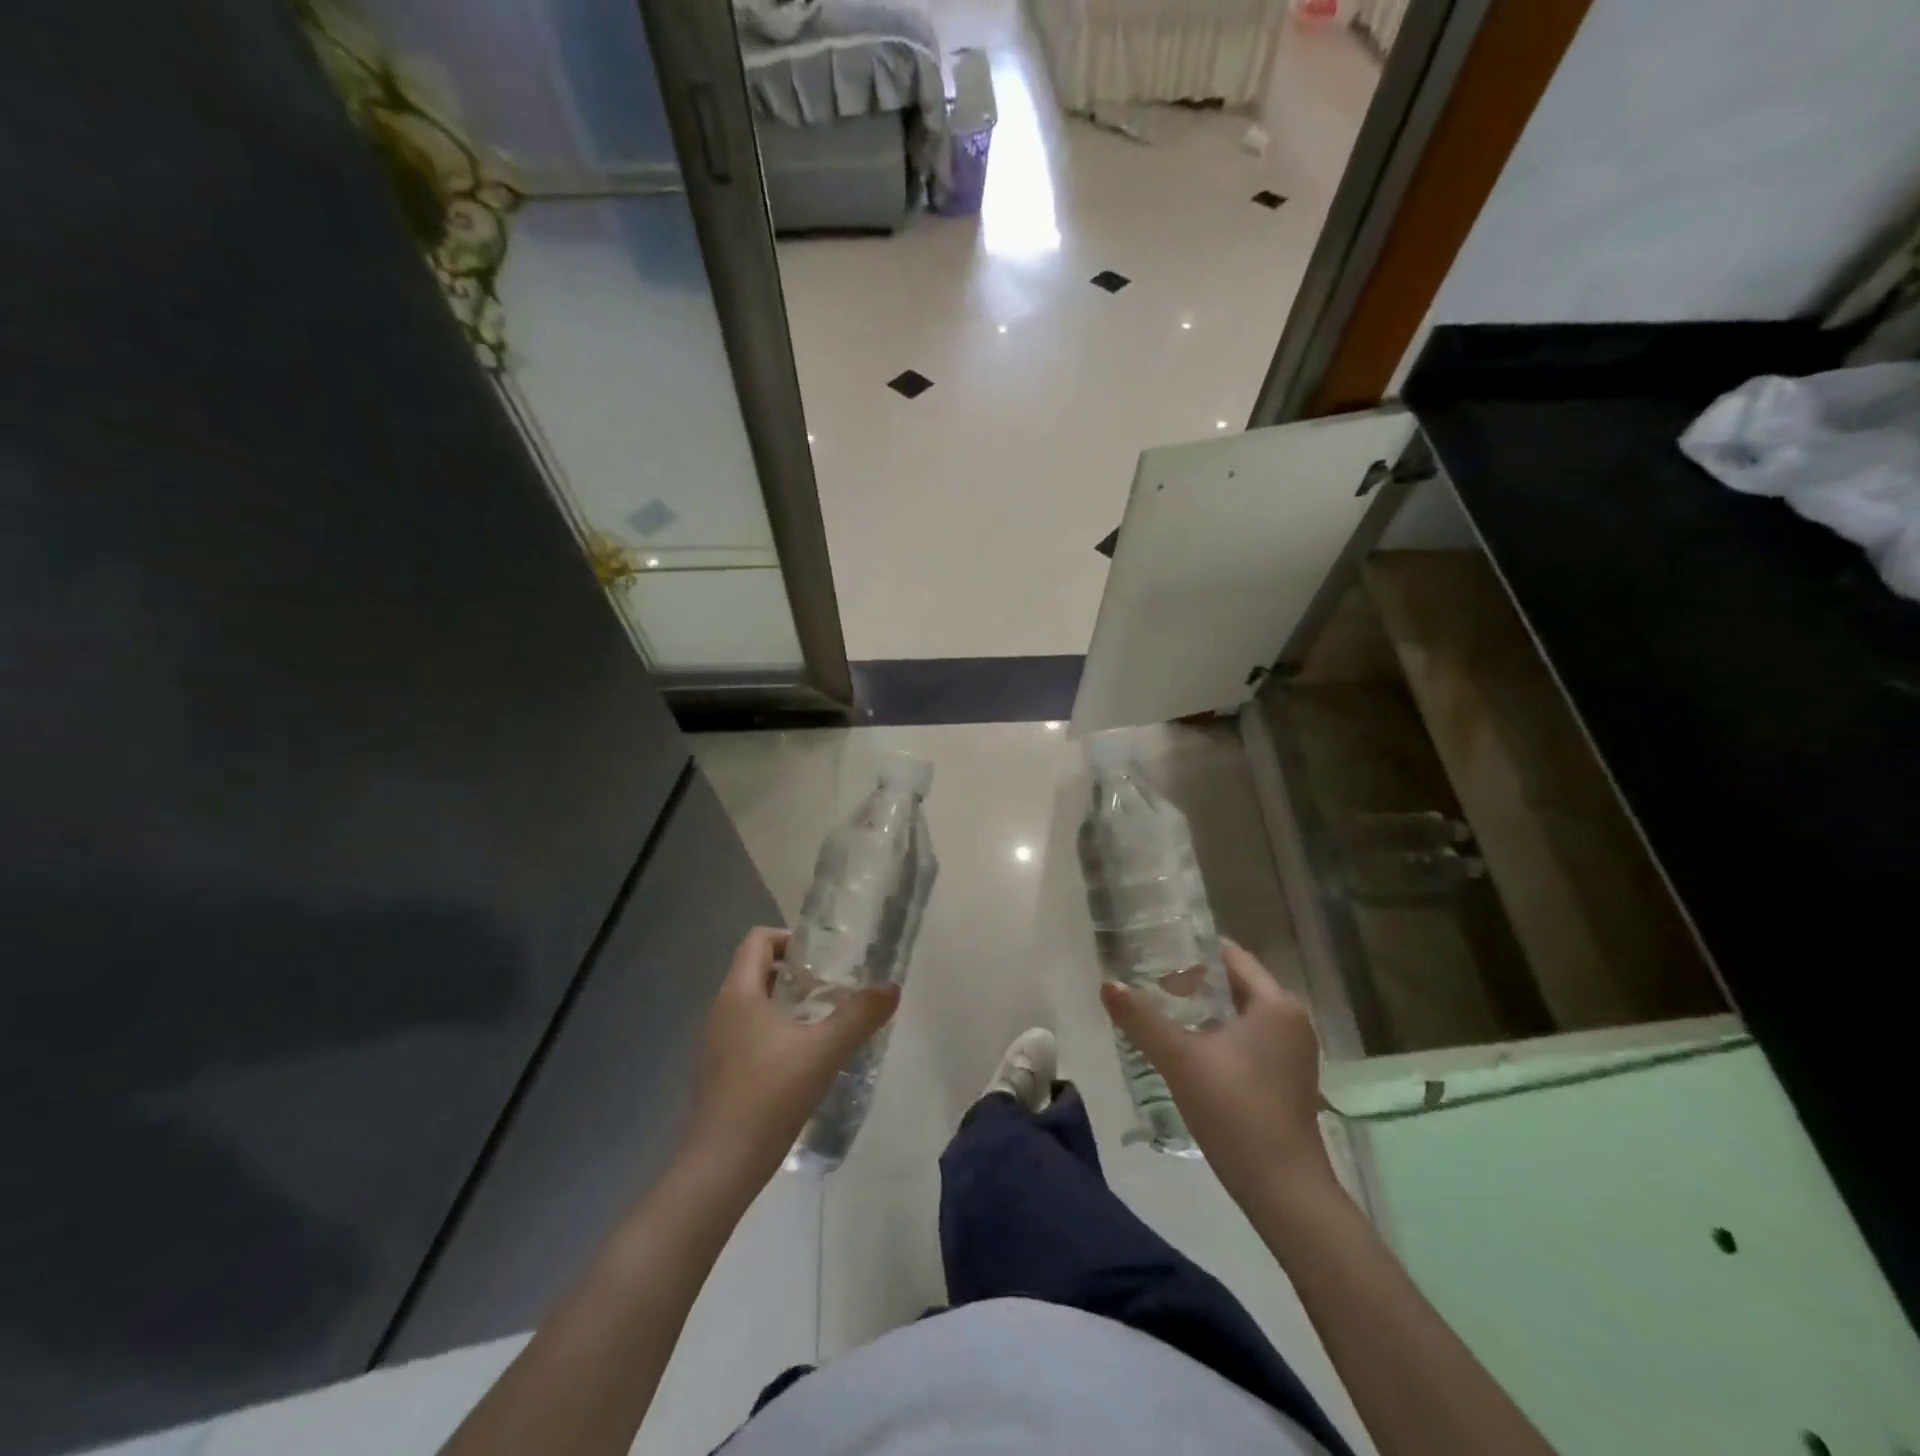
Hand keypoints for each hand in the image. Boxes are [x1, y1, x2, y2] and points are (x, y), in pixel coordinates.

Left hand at [682, 927, 899, 1191]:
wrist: (721, 1165)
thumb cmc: (770, 1095)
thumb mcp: (824, 1051)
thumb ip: (859, 1016)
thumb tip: (891, 988)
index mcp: (740, 993)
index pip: (758, 940)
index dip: (790, 939)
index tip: (823, 960)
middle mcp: (721, 1009)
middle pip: (757, 970)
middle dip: (796, 973)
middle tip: (832, 990)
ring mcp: (716, 1042)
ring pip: (753, 1003)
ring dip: (787, 1003)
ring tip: (823, 1023)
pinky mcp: (718, 1070)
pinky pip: (747, 1032)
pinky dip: (774, 1031)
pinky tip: (801, 1059)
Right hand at [1100, 938, 1332, 1207]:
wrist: (1284, 1192)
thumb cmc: (1236, 1111)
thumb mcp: (1180, 1060)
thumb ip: (1142, 1019)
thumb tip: (1108, 985)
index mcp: (1275, 1003)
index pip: (1231, 956)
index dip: (1192, 952)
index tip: (1155, 952)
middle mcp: (1291, 1019)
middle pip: (1235, 983)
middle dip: (1194, 982)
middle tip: (1151, 984)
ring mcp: (1293, 1052)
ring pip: (1241, 1013)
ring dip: (1205, 1010)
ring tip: (1163, 1012)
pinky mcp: (1288, 1079)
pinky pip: (1249, 1038)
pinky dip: (1220, 1034)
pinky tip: (1190, 1049)